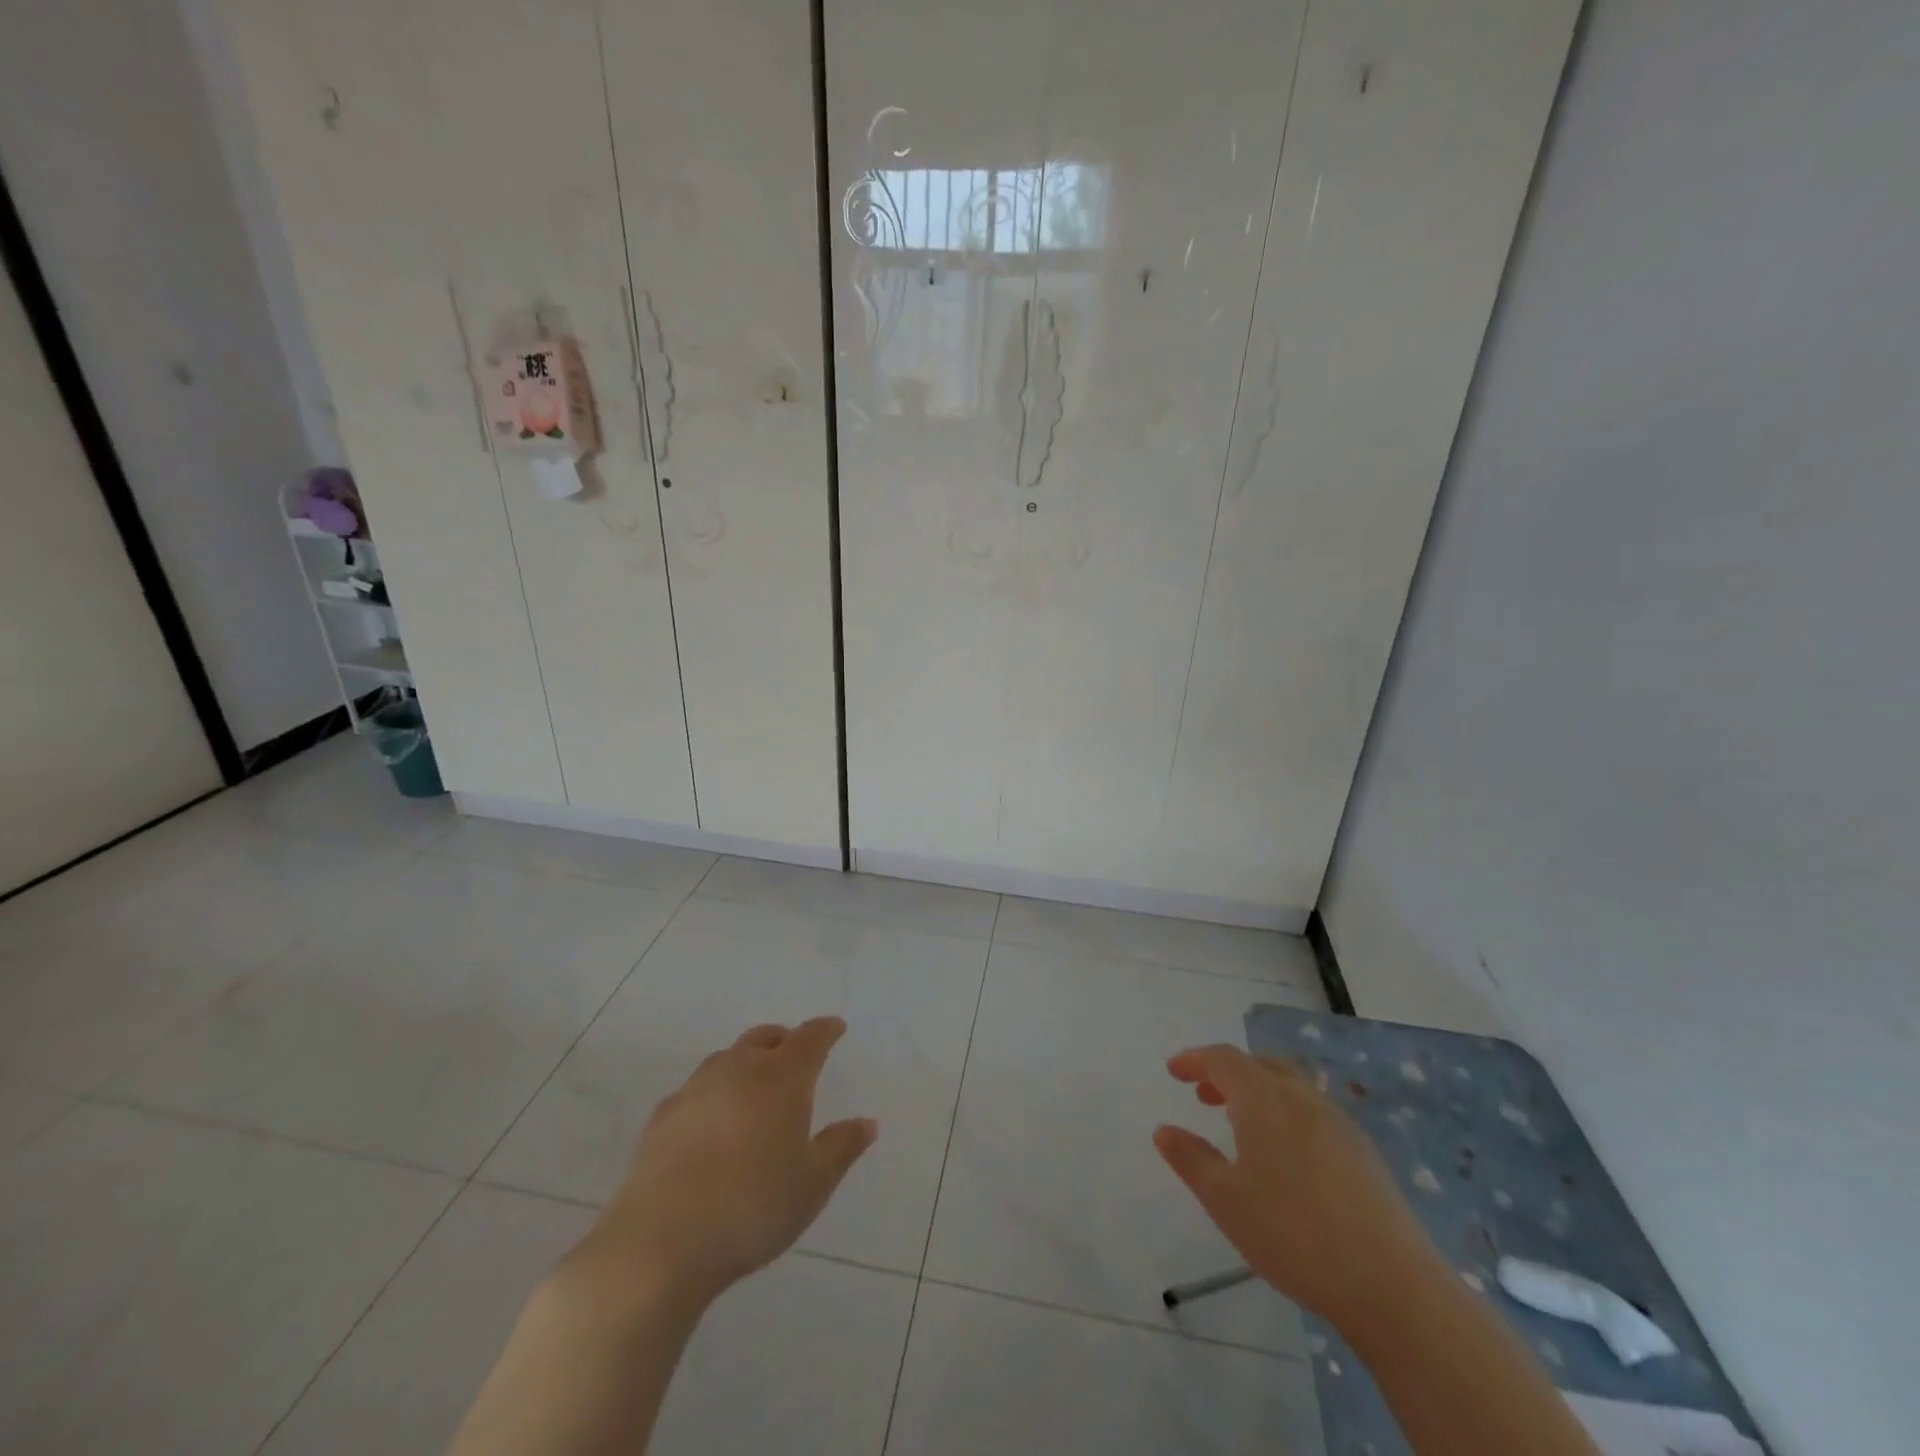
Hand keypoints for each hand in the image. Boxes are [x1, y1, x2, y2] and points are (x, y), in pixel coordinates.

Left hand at [572, 1018, 877, 1307]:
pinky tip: (711, 1121)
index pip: (809, 1038)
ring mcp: (695, 1090)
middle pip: (765, 1038)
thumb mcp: (812, 1184)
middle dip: (785, 1040)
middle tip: (797, 1054)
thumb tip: (867, 1123)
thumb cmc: (751, 1208)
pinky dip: (713, 1093)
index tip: (836, 1027)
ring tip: (755, 1086)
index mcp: (781, 1079)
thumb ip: (841, 1147)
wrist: (659, 1244)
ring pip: (727, 1058)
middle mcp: (738, 1070)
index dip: (825, 1030)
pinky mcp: (661, 1117)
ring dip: (746, 1062)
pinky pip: (696, 1090)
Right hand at [1154, 1044, 1443, 1330]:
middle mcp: (1301, 1097)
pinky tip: (1287, 1157)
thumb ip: (1191, 1159)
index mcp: (1264, 1098)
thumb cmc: (1291, 1233)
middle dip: (1228, 1073)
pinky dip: (1287, 1114)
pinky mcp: (1364, 1152)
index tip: (1173, 1070)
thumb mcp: (1225, 1200)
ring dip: (1259, 1093)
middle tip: (1204, 1095)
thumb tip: (1164, 1130)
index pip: (1223, 1059)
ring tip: (1242, 1125)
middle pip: (1260, 1065)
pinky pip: (1314, 1112)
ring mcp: (1338, 1123)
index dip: (1195, 1060)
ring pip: (1291, 1086)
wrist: (1390, 1284)